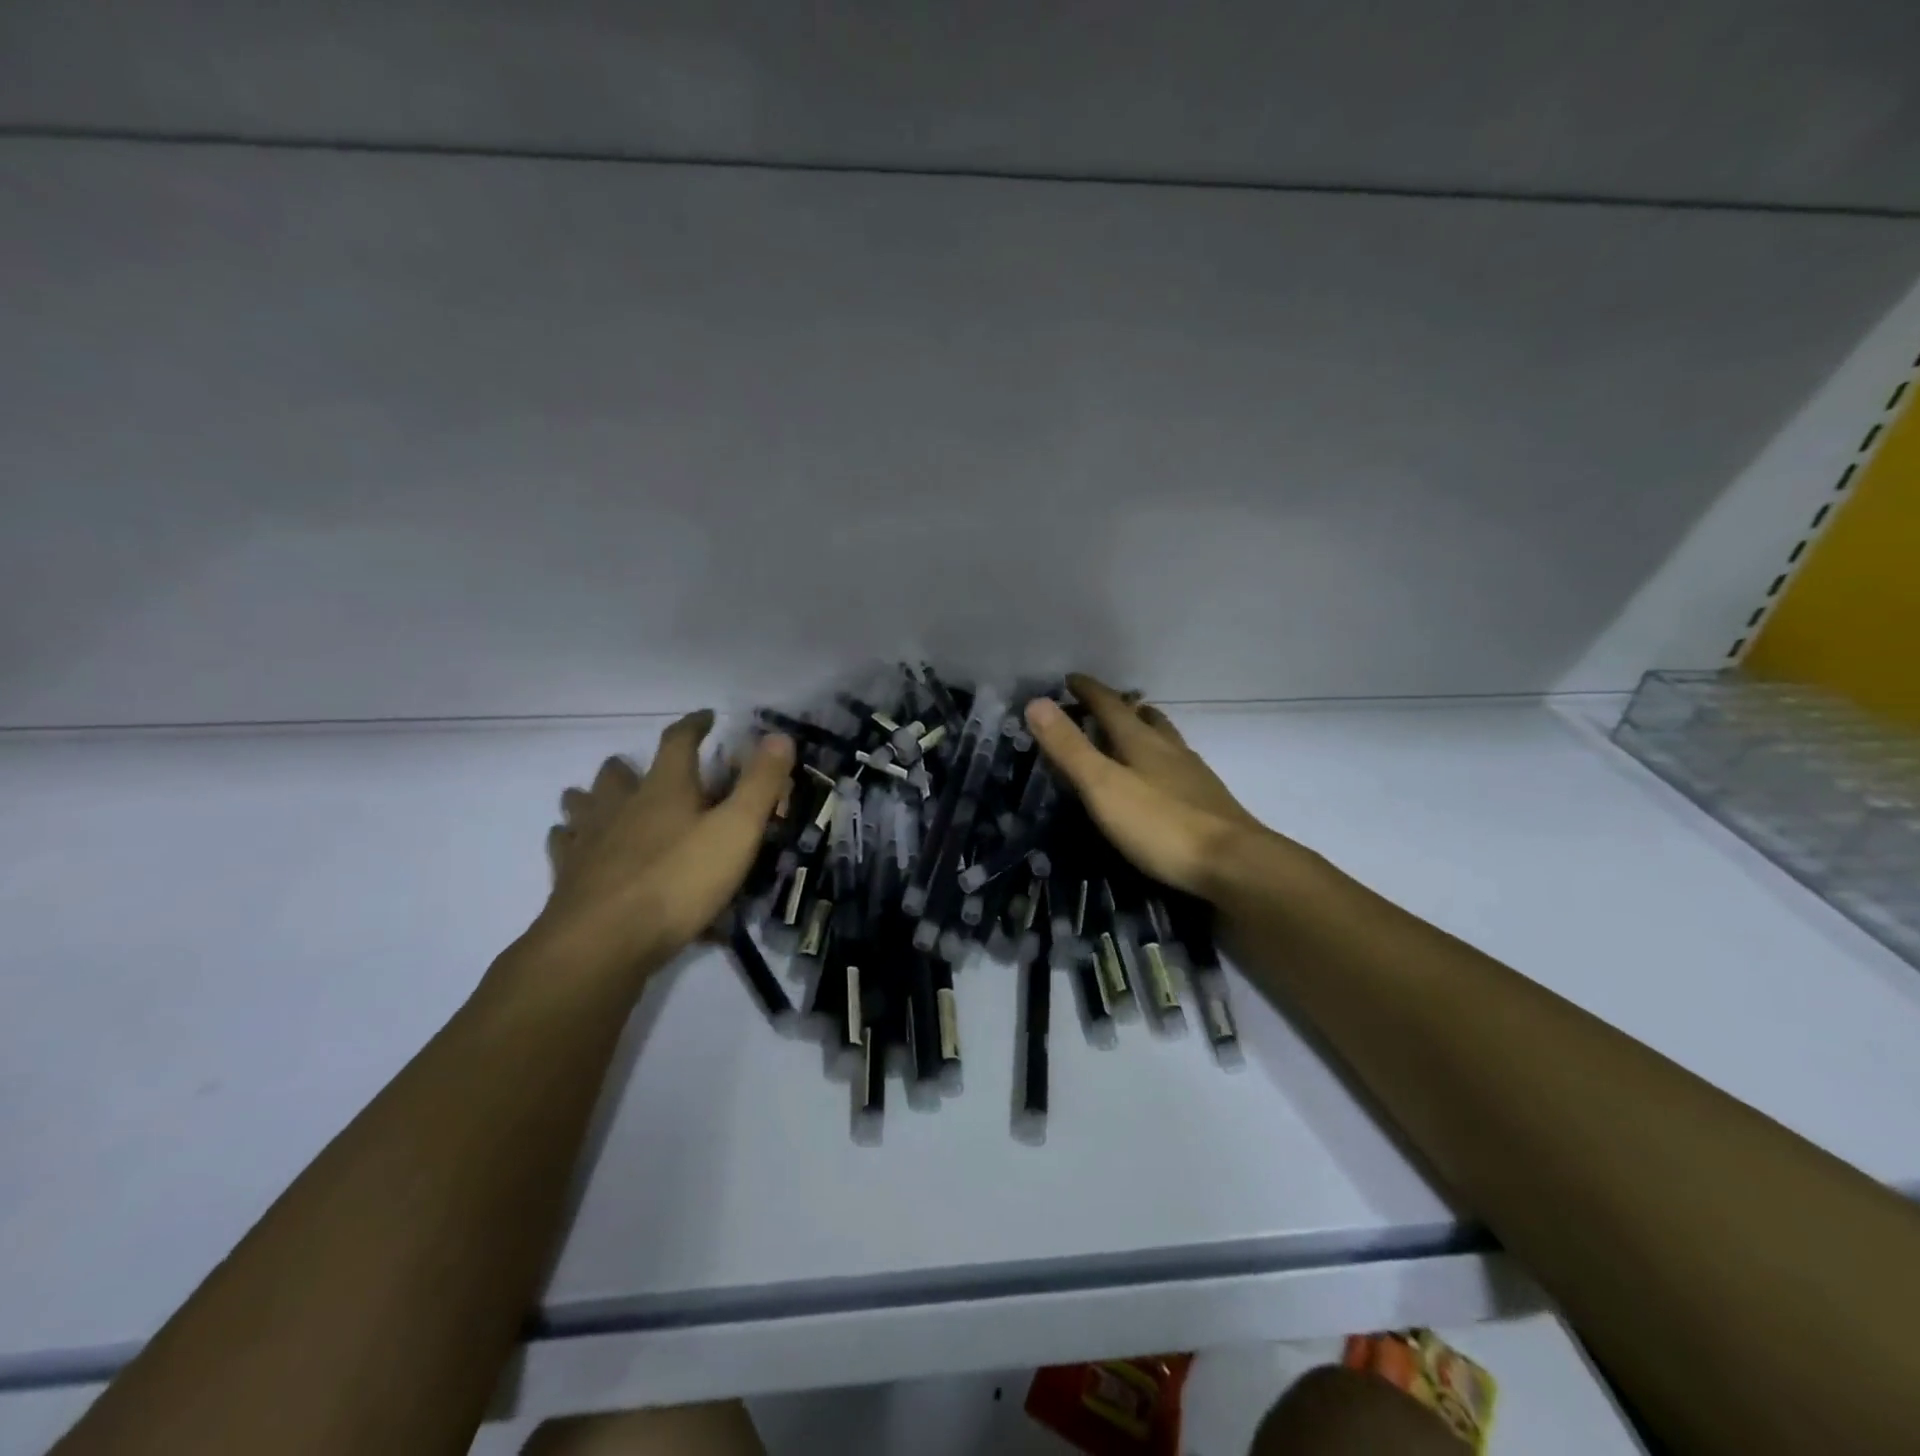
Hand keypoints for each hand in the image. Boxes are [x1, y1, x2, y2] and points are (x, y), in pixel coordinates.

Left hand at [526, 712, 793, 985]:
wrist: (603, 943)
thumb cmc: (679, 881)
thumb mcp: (737, 831)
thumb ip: (760, 784)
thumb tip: (779, 736)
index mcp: (665, 789)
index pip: (678, 742)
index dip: (694, 725)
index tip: (705, 717)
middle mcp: (621, 805)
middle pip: (618, 773)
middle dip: (631, 766)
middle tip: (642, 771)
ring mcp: (588, 840)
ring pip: (583, 804)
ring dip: (593, 797)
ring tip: (603, 801)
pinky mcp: (567, 875)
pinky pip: (564, 845)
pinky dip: (571, 839)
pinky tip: (576, 847)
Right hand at [1025, 674, 1278, 899]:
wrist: (1234, 864)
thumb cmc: (1160, 824)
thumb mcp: (1103, 786)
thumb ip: (1070, 748)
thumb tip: (1036, 702)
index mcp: (1141, 741)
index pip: (1110, 705)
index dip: (1088, 690)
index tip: (1069, 679)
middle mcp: (1169, 749)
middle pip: (1144, 717)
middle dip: (1121, 707)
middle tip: (1101, 706)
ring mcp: (1193, 775)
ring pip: (1165, 740)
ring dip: (1146, 729)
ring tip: (1133, 733)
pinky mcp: (1207, 801)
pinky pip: (1177, 766)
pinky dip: (1161, 760)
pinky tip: (1161, 779)